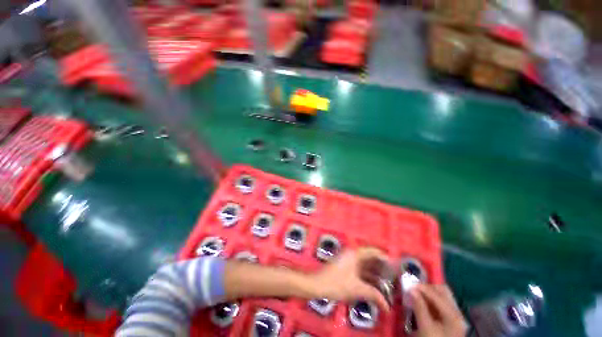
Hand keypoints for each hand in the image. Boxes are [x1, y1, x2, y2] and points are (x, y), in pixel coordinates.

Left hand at [307, 247, 390, 310]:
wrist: (317, 285)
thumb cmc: (337, 283)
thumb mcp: (357, 289)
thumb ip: (373, 294)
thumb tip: (387, 306)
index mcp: (354, 254)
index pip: (372, 251)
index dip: (384, 257)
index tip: (395, 265)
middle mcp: (351, 255)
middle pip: (369, 258)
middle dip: (381, 267)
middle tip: (393, 276)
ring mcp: (347, 261)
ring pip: (364, 265)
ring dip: (374, 273)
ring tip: (387, 283)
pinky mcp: (344, 268)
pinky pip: (359, 270)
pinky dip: (367, 277)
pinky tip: (374, 286)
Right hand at [410, 284, 467, 336]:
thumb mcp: (425, 327)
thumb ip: (419, 307)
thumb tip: (411, 289)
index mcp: (453, 314)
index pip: (436, 294)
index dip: (422, 287)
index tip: (408, 284)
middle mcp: (457, 312)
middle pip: (442, 292)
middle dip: (427, 287)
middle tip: (413, 288)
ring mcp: (455, 316)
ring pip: (442, 297)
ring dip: (429, 293)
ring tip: (416, 294)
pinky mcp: (451, 321)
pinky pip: (441, 304)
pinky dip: (431, 300)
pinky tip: (423, 303)